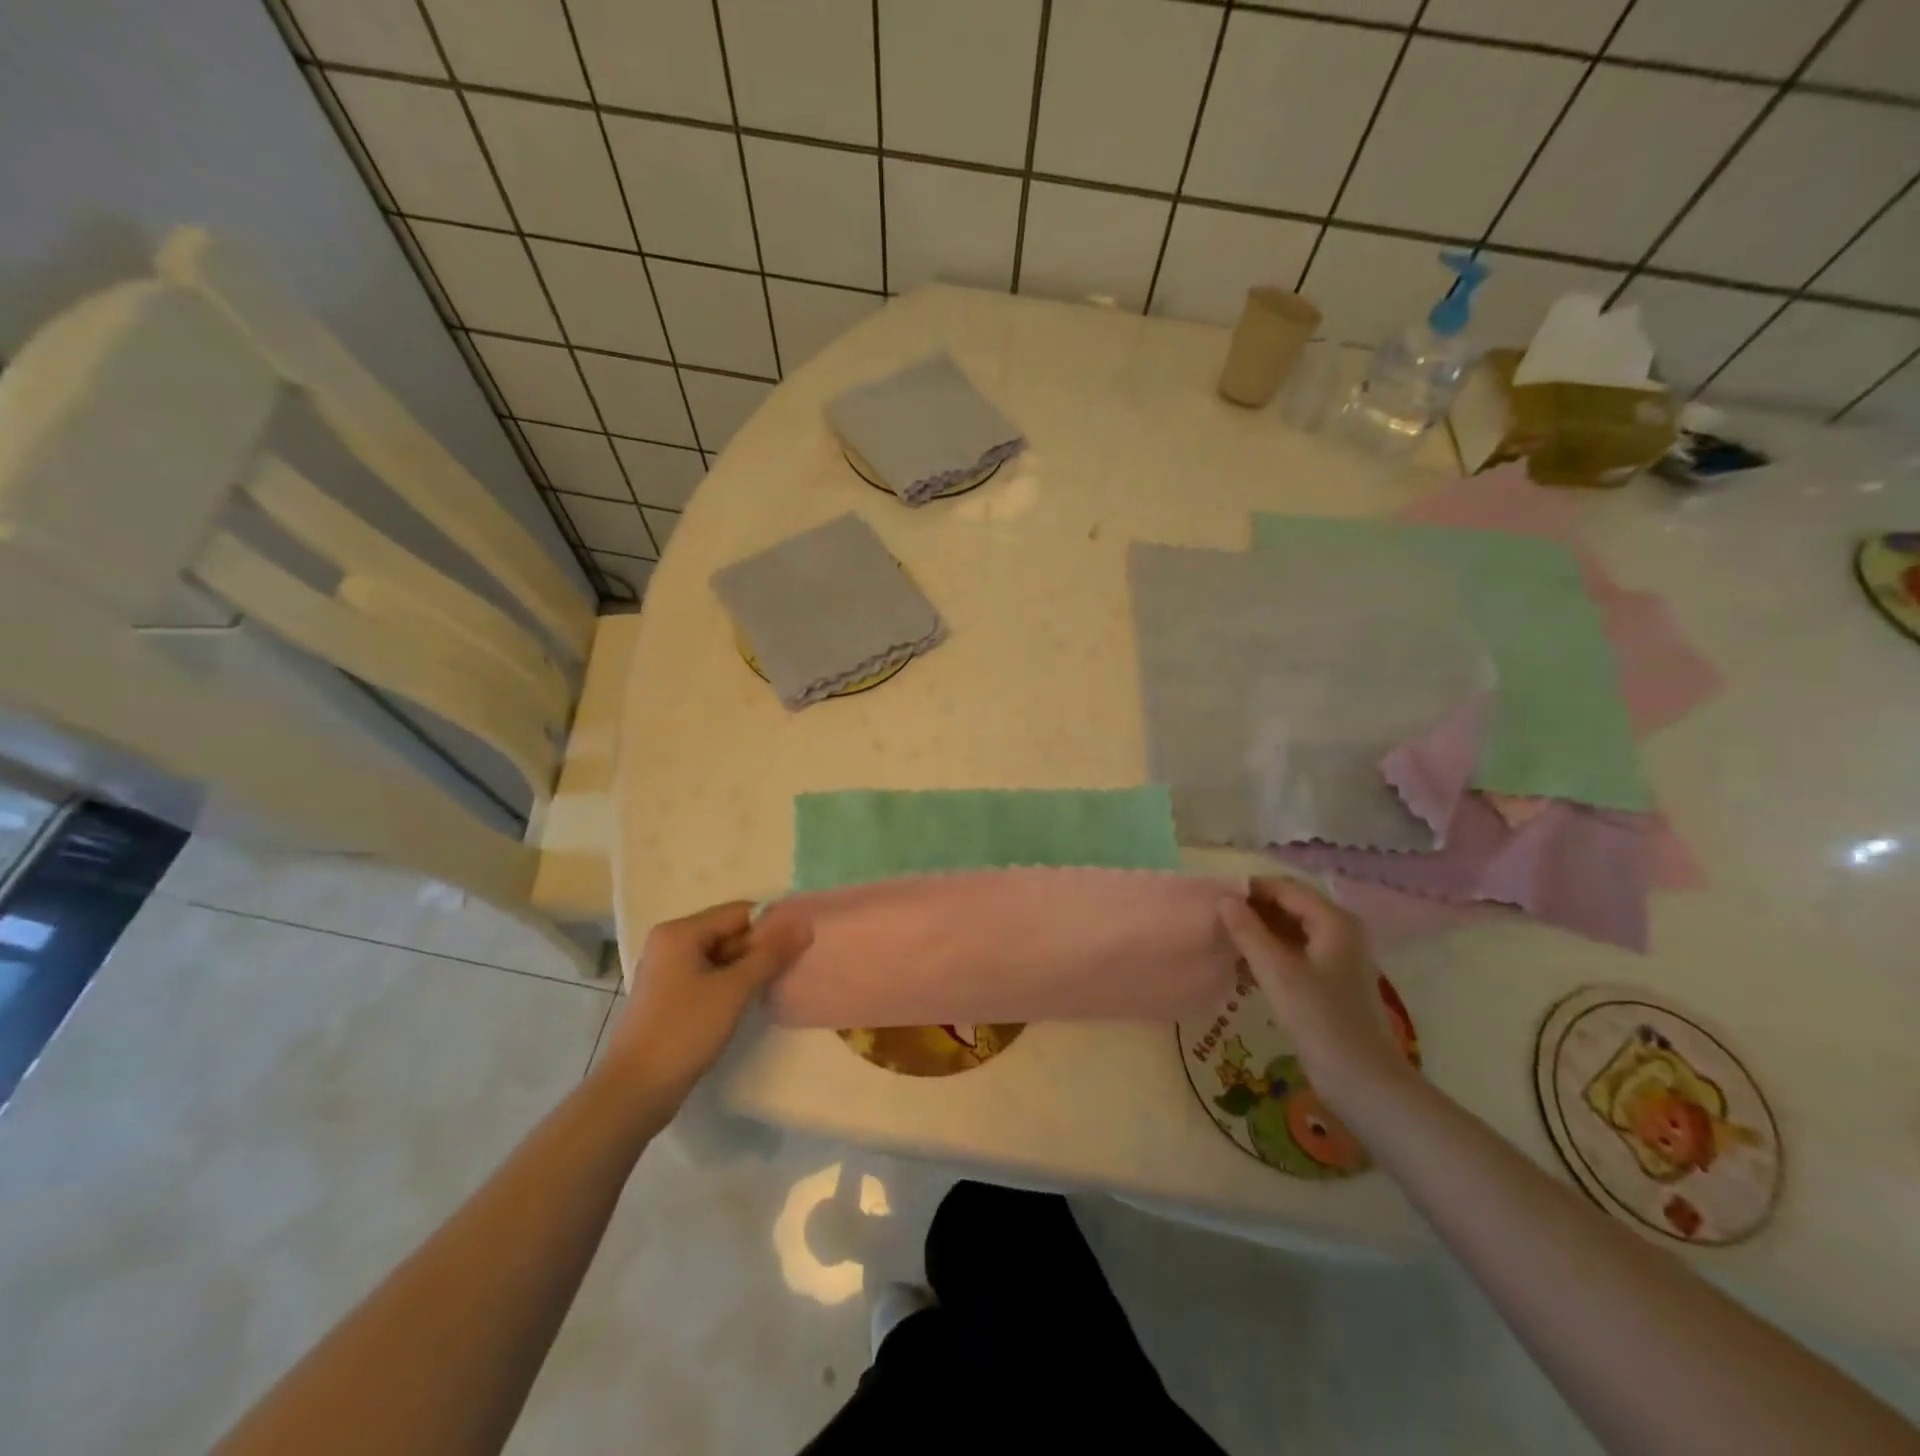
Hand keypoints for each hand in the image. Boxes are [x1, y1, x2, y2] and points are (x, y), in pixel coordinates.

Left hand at [598, 901, 812, 1108]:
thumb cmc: (684, 1030)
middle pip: (728, 932)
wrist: (635, 1091)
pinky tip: (752, 998)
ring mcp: (668, 971)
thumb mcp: (734, 989)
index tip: (802, 941)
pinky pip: (709, 976)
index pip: (738, 912)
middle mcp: (671, 944)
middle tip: (796, 962)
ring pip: (720, 956)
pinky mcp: (670, 997)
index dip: (773, 923)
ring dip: (749, 966)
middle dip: (761, 946)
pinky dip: (732, 983)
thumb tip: (805, 926)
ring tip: (780, 979)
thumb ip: (770, 954)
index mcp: (680, 932)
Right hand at [1217, 878, 1408, 1111]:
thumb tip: (1224, 899)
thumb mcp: (1278, 973)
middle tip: (1215, 919)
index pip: (1285, 888)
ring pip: (1291, 929)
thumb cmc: (1321, 1020)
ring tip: (1224, 939)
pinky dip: (1271, 951)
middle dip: (1253, 909)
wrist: (1363, 1081)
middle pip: (1290, 905)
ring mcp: (1337, 956)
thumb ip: (1248, 932)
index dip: (1250, 889)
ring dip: (1259, 931)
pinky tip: (1245, 965)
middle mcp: (1340, 931)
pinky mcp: (1331, 980)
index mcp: (1334, 921)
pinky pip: (1295, 951)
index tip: (1213, 898)